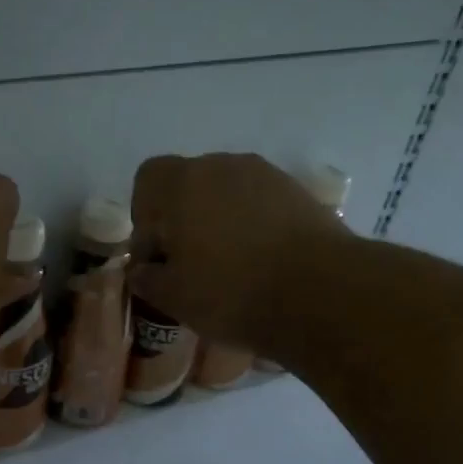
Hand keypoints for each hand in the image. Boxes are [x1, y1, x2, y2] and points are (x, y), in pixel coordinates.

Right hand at [131, 153, 349, 354]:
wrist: (321, 293)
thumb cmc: (231, 291)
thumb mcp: (173, 297)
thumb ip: (148, 278)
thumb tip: (141, 270)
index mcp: (182, 183)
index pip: (148, 178)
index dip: (144, 213)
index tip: (155, 252)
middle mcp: (223, 166)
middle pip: (189, 182)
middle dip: (182, 217)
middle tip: (188, 262)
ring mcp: (267, 176)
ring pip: (228, 191)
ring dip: (219, 220)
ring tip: (228, 264)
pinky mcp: (301, 194)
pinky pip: (261, 204)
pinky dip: (253, 225)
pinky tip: (261, 263)